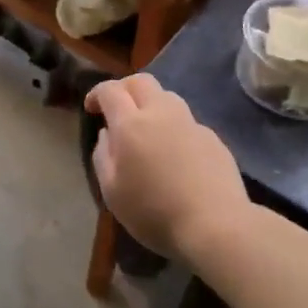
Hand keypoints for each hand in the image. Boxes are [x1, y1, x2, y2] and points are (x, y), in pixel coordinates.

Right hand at [85, 74, 248, 262]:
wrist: (216, 226)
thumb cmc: (154, 212)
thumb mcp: (112, 192)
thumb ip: (102, 156)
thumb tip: (107, 134)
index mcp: (131, 124)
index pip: (110, 90)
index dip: (97, 93)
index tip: (91, 108)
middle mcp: (162, 113)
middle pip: (141, 81)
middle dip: (124, 88)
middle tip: (117, 109)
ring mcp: (191, 123)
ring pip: (167, 97)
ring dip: (151, 104)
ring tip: (146, 130)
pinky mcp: (213, 138)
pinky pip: (187, 122)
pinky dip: (173, 127)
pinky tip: (175, 155)